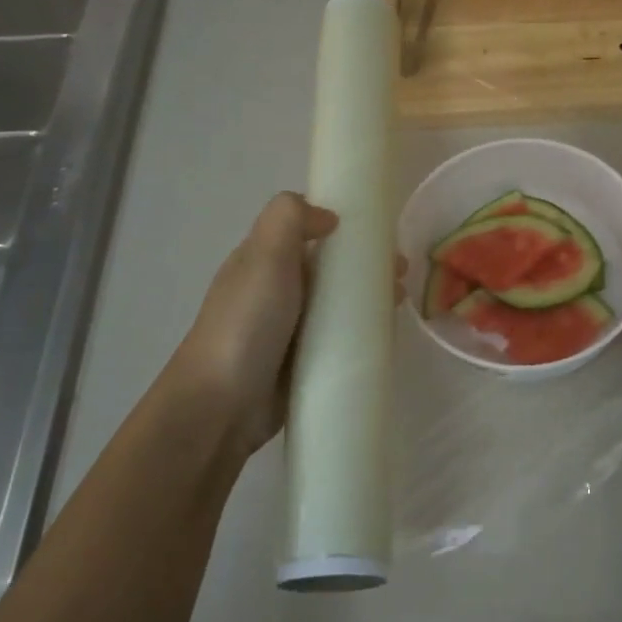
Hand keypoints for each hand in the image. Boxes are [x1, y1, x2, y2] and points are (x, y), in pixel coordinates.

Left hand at [162, 193, 403, 454]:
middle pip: (329, 269)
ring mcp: (289, 330)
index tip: (380, 235)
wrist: (221, 404)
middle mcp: (276, 291)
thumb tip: (328, 216)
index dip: (344, 228)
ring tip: (400, 303)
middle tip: (401, 274)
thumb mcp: (263, 257)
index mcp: (263, 261)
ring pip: (338, 305)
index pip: (307, 233)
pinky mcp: (303, 363)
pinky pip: (340, 340)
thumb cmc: (245, 324)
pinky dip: (363, 333)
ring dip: (370, 299)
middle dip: (366, 266)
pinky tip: (386, 336)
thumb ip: (289, 219)